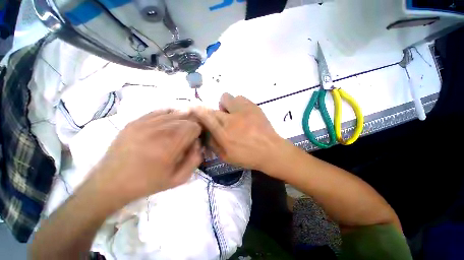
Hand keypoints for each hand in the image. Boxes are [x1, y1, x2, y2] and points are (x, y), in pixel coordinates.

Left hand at [94, 110, 202, 203]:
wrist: (111, 183)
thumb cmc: (148, 183)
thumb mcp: (179, 178)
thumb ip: (195, 159)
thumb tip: (198, 143)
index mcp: (171, 144)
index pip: (195, 126)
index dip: (198, 132)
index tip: (194, 140)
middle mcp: (159, 129)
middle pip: (186, 117)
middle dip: (191, 125)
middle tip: (188, 135)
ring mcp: (145, 123)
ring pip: (174, 112)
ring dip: (182, 119)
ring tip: (179, 129)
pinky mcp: (135, 121)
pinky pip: (159, 111)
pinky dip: (169, 115)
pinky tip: (168, 123)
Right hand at [193, 93, 284, 171]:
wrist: (271, 150)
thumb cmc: (248, 157)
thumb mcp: (226, 157)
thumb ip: (213, 144)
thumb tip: (206, 133)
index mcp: (224, 134)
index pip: (206, 117)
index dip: (198, 111)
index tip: (194, 108)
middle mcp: (231, 120)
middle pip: (214, 108)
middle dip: (213, 113)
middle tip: (222, 121)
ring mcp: (243, 111)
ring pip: (226, 98)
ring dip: (226, 105)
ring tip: (233, 114)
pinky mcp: (253, 106)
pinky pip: (240, 98)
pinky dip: (238, 104)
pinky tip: (243, 112)